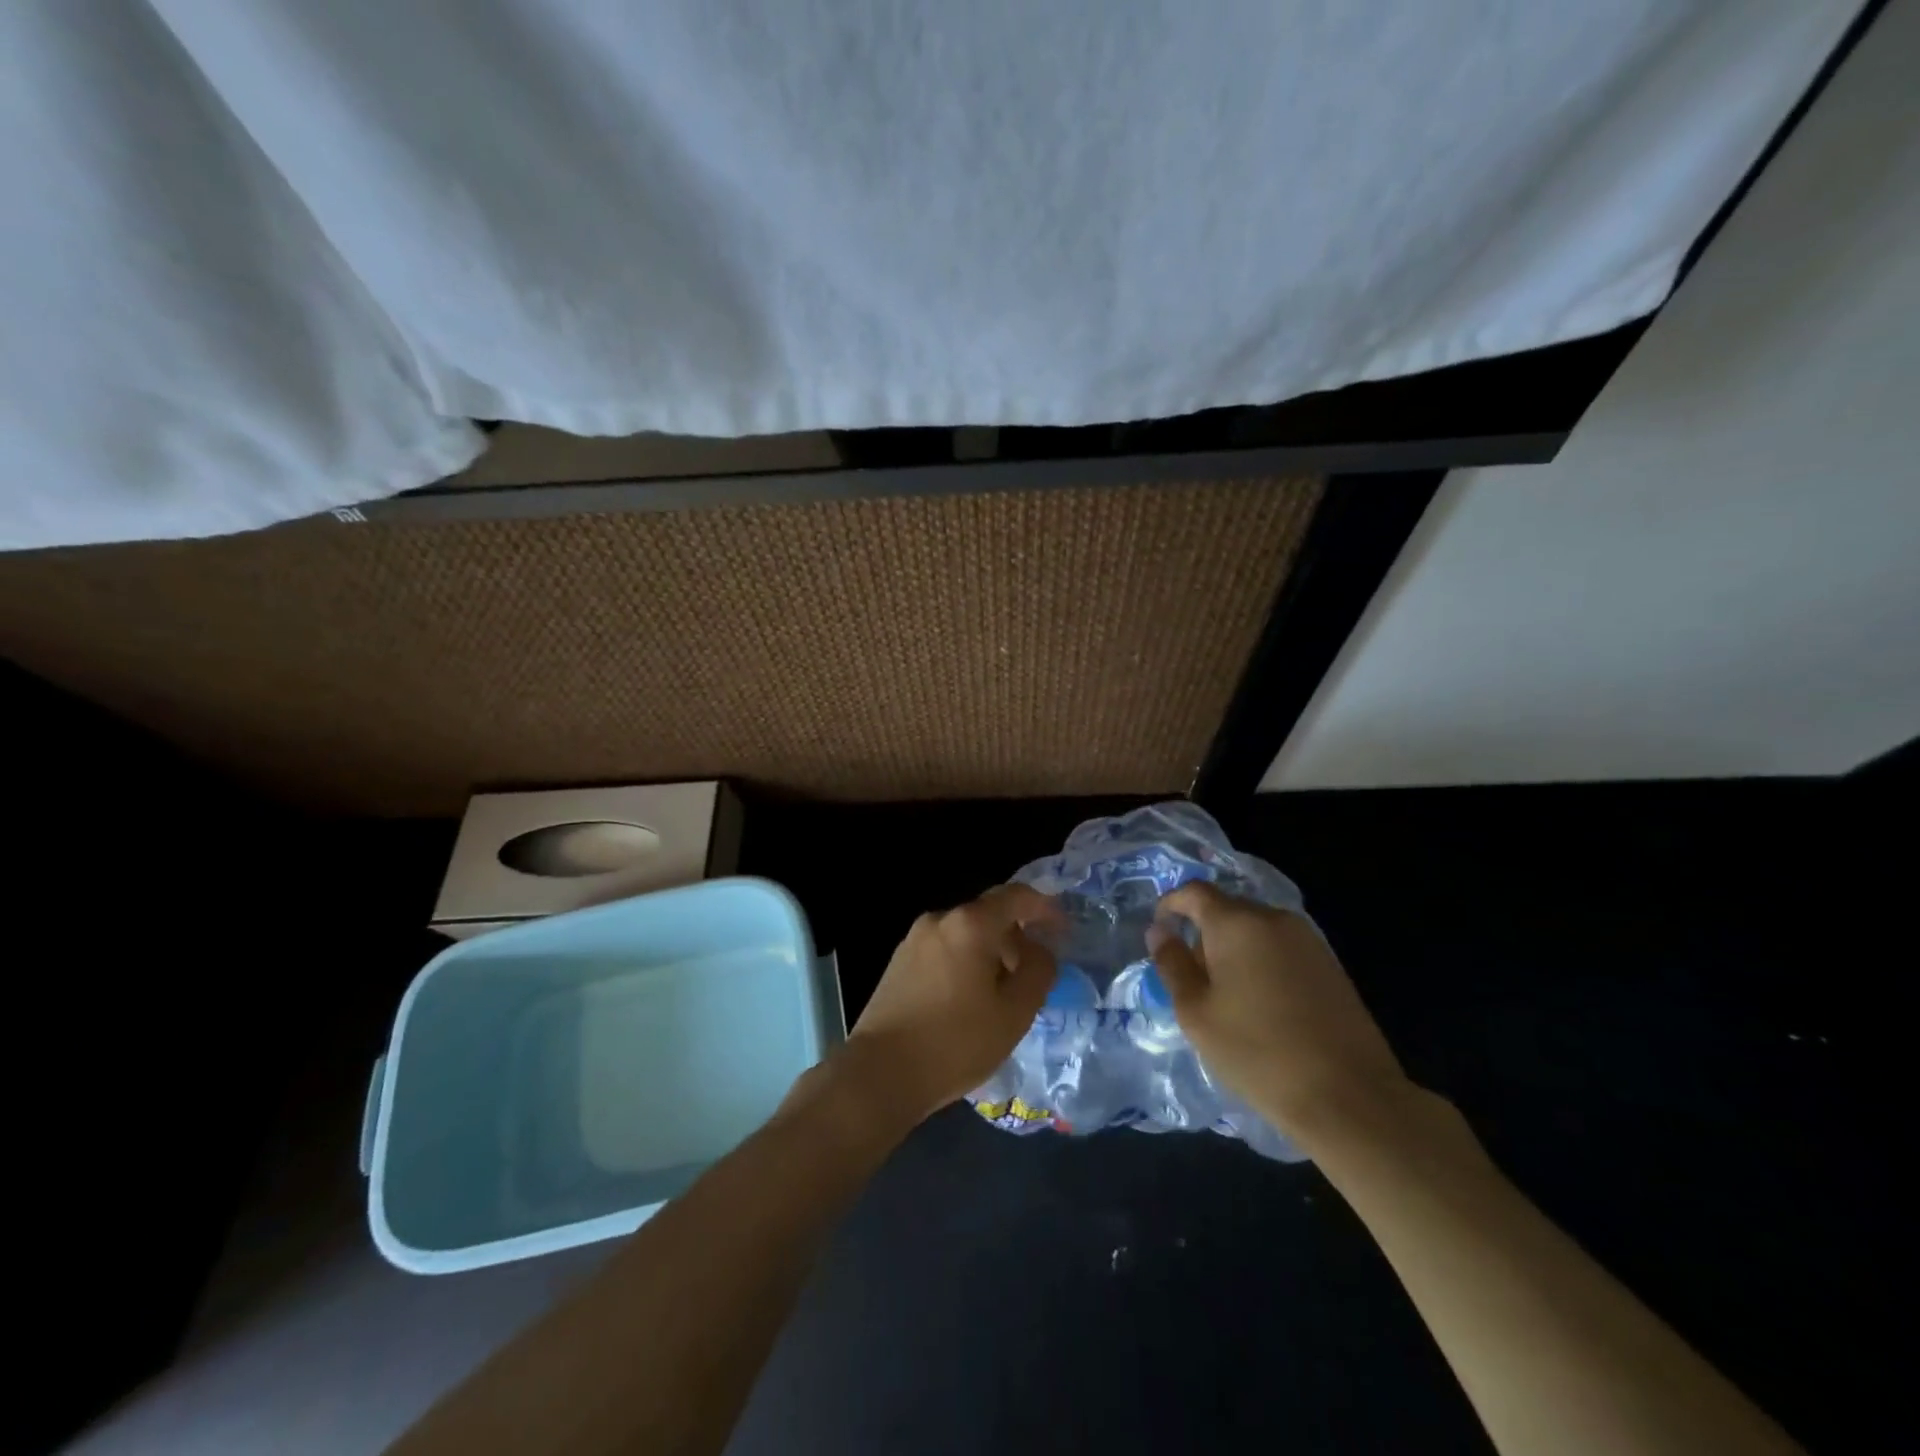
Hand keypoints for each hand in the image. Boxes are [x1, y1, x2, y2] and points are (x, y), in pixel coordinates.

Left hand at [840, 885, 1058, 1127]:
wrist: (880, 1073)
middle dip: (1017, 937)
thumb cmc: (955, 1042)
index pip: (1016, 896)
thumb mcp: (1014, 1012)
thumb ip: (1037, 971)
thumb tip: (1040, 950)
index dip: (1045, 908)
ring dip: (991, 953)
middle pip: (988, 915)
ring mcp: (913, 940)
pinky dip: (965, 963)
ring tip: (1004, 994)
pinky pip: (944, 951)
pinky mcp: (898, 963)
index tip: (1063, 930)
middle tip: (1035, 973)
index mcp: (970, 924)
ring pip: (965, 935)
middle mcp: (939, 920)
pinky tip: (970, 1001)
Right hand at [1150, 882, 1412, 1141]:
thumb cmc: (1258, 1052)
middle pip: (1227, 909)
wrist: (1350, 1097)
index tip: (1160, 932)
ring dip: (1234, 949)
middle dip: (1203, 932)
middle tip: (1192, 977)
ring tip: (1227, 996)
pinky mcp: (1331, 965)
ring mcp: (1308, 940)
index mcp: (1236, 923)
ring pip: (1256, 929)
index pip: (1194, 892)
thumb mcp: (1196, 1013)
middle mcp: (1274, 919)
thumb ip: (1173, 964)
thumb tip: (1159, 932)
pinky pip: (1282, 948)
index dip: (1170, 905)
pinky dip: (1262, 962)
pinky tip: (1262, 1005)